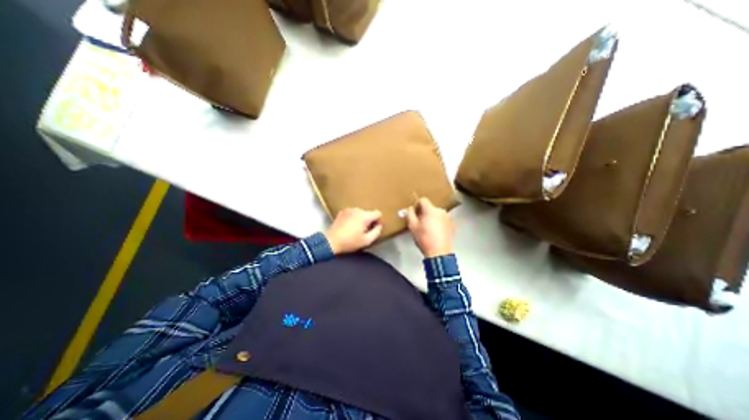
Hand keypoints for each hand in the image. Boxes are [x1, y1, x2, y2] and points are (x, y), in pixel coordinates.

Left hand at [326, 206, 382, 254]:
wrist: (331, 241)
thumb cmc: (349, 242)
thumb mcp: (366, 241)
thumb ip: (377, 232)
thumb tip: (379, 226)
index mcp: (364, 216)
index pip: (378, 213)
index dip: (378, 221)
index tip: (373, 228)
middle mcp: (357, 210)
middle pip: (369, 213)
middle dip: (368, 221)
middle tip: (363, 231)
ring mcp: (349, 210)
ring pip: (361, 213)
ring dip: (361, 219)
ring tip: (355, 230)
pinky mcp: (342, 212)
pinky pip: (353, 213)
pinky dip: (353, 218)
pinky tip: (349, 226)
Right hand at [408, 198, 453, 259]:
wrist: (439, 252)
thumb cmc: (424, 239)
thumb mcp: (412, 226)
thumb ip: (410, 214)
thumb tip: (411, 208)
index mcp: (431, 210)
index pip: (423, 200)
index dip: (417, 205)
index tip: (414, 213)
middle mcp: (441, 211)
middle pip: (430, 207)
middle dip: (424, 213)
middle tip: (420, 222)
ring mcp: (448, 218)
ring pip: (436, 214)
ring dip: (431, 218)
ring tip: (428, 229)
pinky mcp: (452, 225)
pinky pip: (442, 220)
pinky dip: (438, 223)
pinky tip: (435, 232)